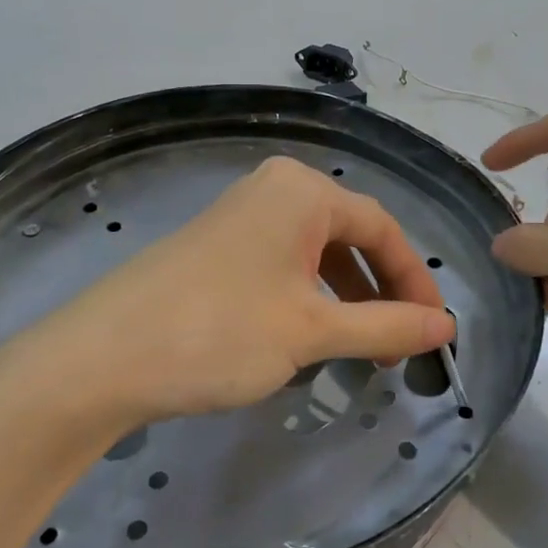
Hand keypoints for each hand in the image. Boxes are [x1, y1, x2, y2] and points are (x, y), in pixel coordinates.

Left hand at [27, 157, 455, 427]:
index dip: (414, 279)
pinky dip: (307, 298)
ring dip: (345, 299)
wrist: (102, 358)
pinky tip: (308, 337)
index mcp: (302, 190)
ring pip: (315, 253)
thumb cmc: (220, 332)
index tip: (433, 330)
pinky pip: (282, 263)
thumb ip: (386, 327)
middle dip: (379, 291)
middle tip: (397, 347)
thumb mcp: (313, 332)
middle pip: (349, 236)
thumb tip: (445, 327)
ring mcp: (240, 215)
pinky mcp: (216, 245)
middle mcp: (273, 189)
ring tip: (358, 350)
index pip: (382, 227)